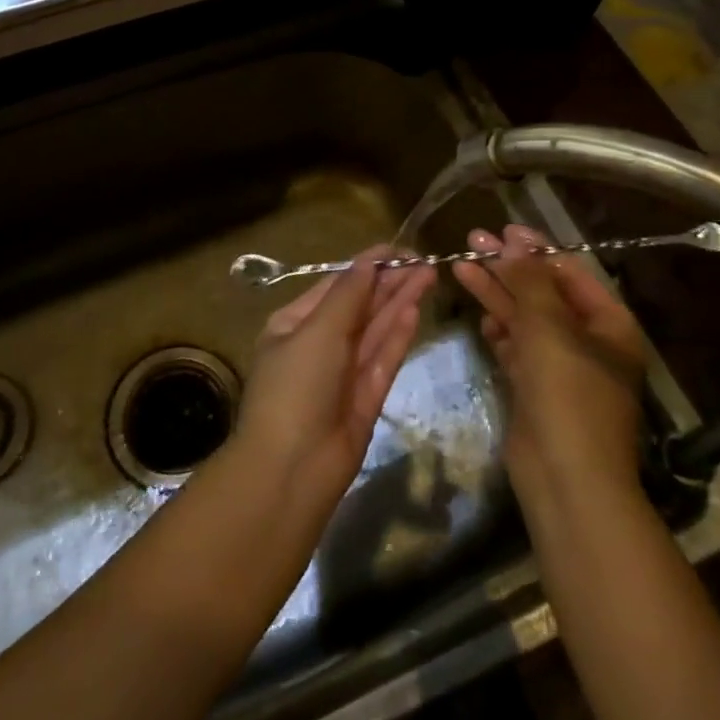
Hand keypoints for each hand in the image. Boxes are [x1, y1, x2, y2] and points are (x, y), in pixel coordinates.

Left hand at [232, 246, 435, 510]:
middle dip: (389, 283)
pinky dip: (398, 335)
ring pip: (375, 330)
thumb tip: (367, 262)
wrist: (291, 470)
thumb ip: (347, 296)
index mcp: (294, 324)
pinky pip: (383, 359)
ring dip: (399, 303)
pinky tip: (415, 311)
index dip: (366, 266)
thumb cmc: (295, 388)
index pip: (335, 286)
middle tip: (424, 261)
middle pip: (359, 306)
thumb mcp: (316, 332)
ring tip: (428, 275)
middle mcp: (318, 344)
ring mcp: (343, 373)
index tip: (399, 249)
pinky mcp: (365, 398)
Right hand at [453, 225, 647, 509]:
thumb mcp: (548, 327)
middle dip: (508, 268)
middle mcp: (588, 342)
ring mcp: (562, 368)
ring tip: (460, 267)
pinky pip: (517, 350)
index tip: (502, 229)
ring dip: (496, 295)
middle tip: (471, 242)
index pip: (570, 273)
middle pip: (543, 293)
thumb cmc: (567, 393)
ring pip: (525, 320)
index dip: (536, 249)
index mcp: (608, 324)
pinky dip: (500, 332)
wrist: (566, 478)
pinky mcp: (537, 390)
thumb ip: (529, 280)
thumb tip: (515, 240)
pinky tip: (480, 316)